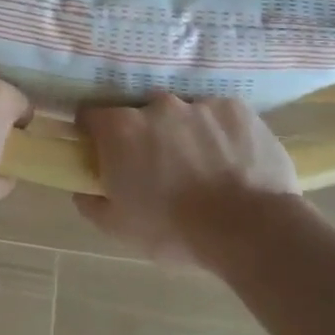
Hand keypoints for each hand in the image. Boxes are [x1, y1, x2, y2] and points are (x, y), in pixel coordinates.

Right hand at [76, 95, 303, 264]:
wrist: (252, 230)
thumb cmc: (175, 230)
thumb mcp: (119, 229)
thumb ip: (91, 203)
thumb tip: (83, 189)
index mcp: (121, 129)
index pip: (91, 116)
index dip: (93, 134)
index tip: (102, 153)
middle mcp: (156, 106)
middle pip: (140, 113)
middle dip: (144, 135)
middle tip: (158, 167)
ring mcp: (198, 104)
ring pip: (183, 114)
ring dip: (184, 134)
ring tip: (202, 167)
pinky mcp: (236, 109)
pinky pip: (219, 116)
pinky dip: (220, 134)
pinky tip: (232, 162)